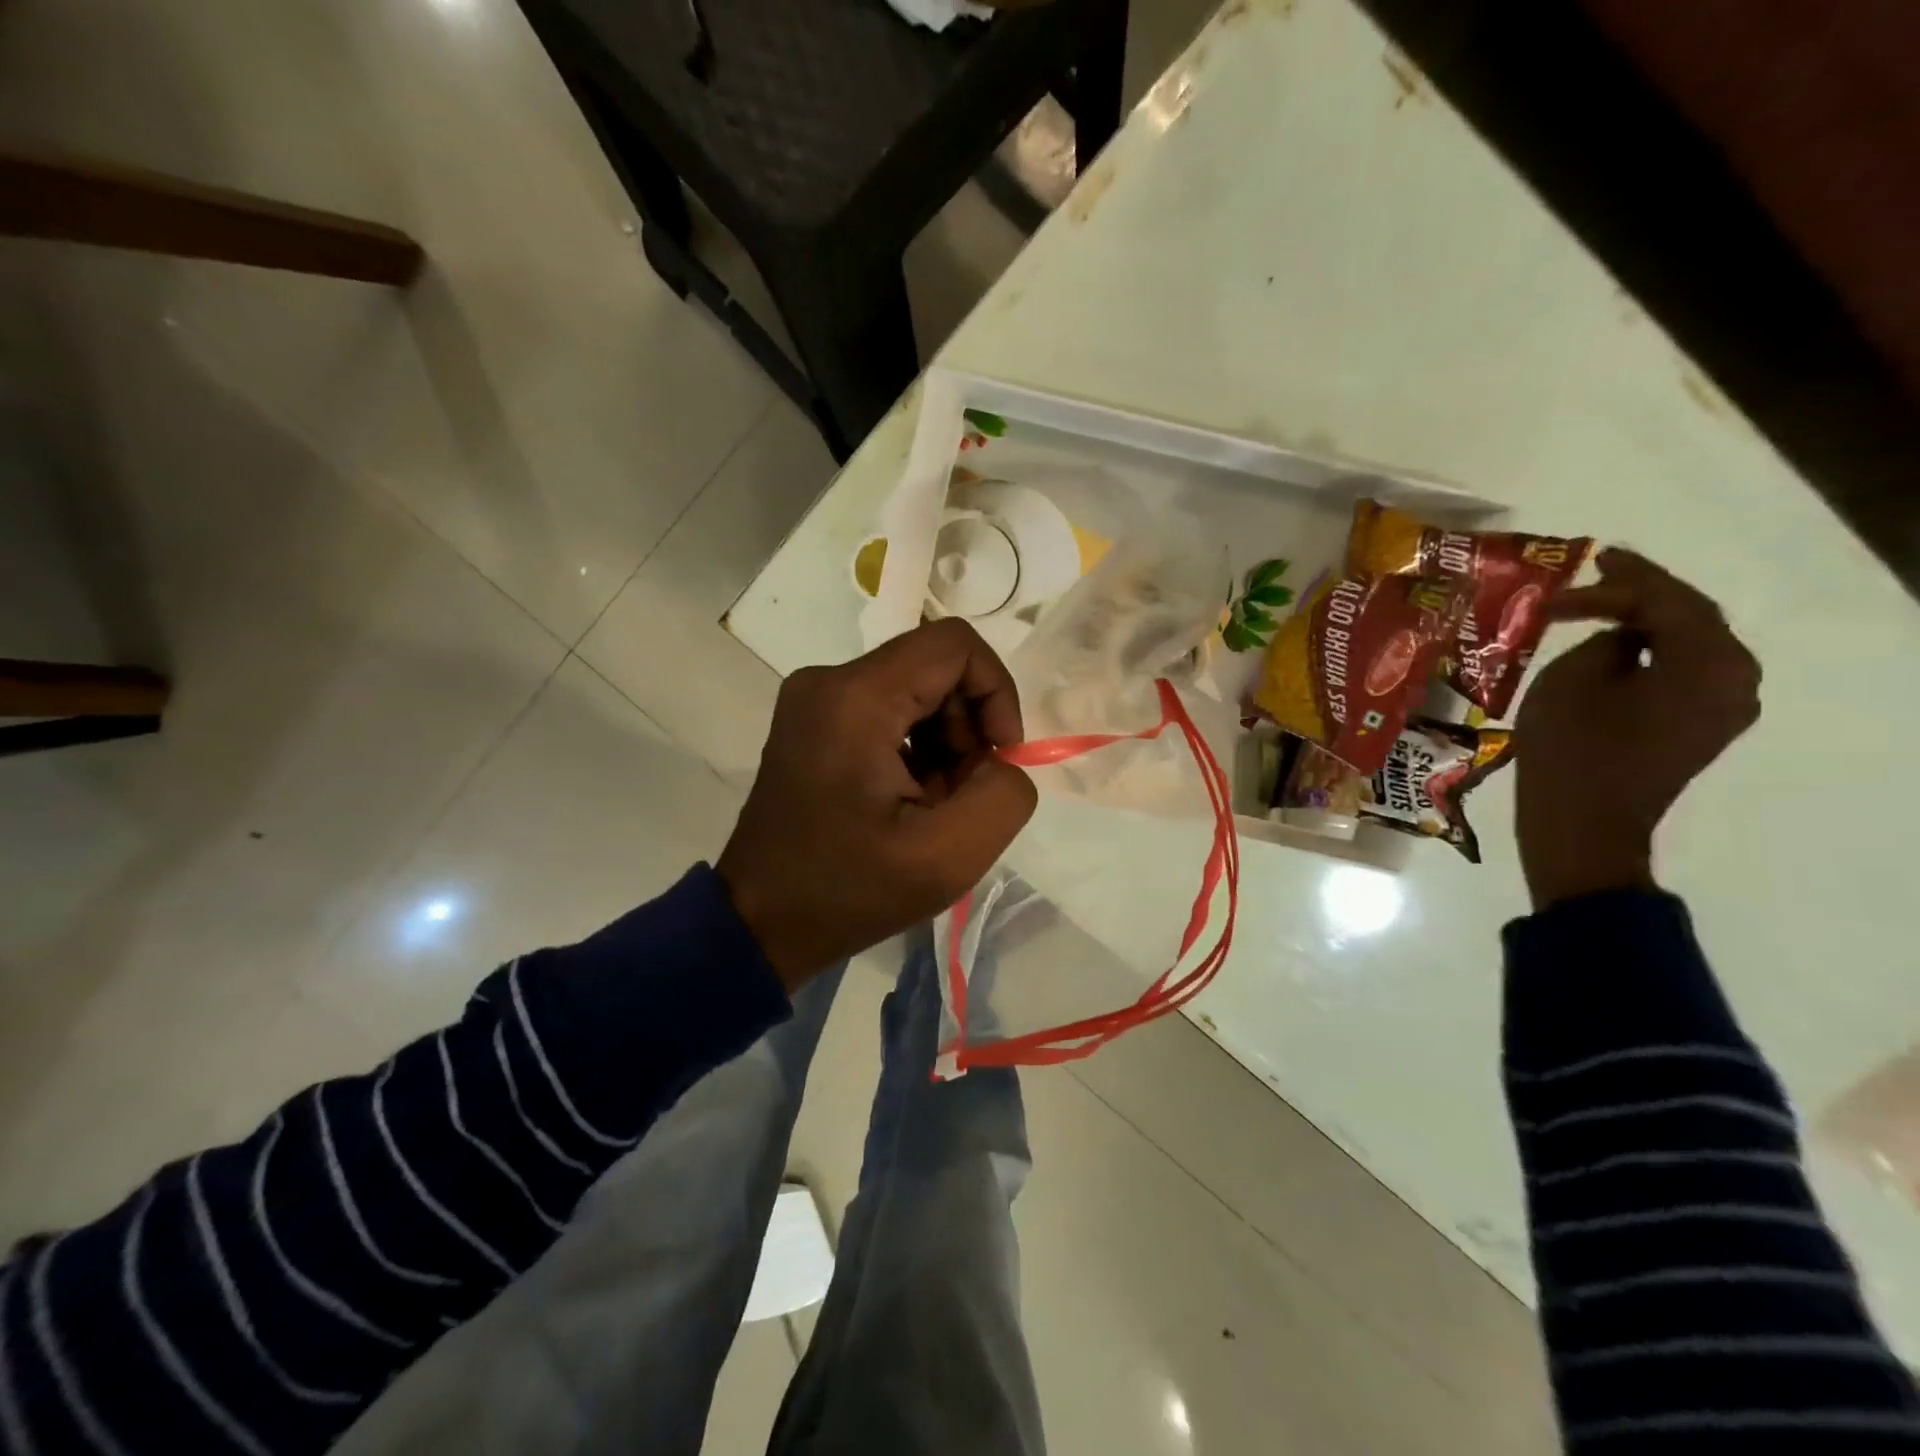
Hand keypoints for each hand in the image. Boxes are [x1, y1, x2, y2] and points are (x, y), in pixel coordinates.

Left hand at [717, 619, 1038, 989]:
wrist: (761, 922)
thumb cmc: (848, 891)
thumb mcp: (947, 857)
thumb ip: (1003, 794)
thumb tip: (1000, 759)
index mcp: (856, 699)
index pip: (955, 645)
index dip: (996, 691)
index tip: (999, 756)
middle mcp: (829, 681)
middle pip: (934, 668)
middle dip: (968, 728)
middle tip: (963, 795)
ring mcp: (815, 698)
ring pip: (915, 689)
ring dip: (944, 743)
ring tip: (933, 806)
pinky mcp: (813, 720)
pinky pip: (888, 709)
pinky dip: (915, 748)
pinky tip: (908, 800)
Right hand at [1515, 548, 1760, 907]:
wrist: (1583, 825)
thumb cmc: (1572, 748)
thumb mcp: (1573, 678)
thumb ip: (1606, 641)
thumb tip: (1623, 637)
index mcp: (1710, 663)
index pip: (1669, 601)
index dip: (1622, 581)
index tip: (1583, 563)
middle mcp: (1736, 680)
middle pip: (1692, 619)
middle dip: (1644, 594)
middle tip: (1602, 570)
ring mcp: (1724, 708)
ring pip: (1690, 646)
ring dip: (1649, 623)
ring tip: (1605, 604)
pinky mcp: (1700, 728)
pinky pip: (1683, 674)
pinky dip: (1653, 653)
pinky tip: (1620, 645)